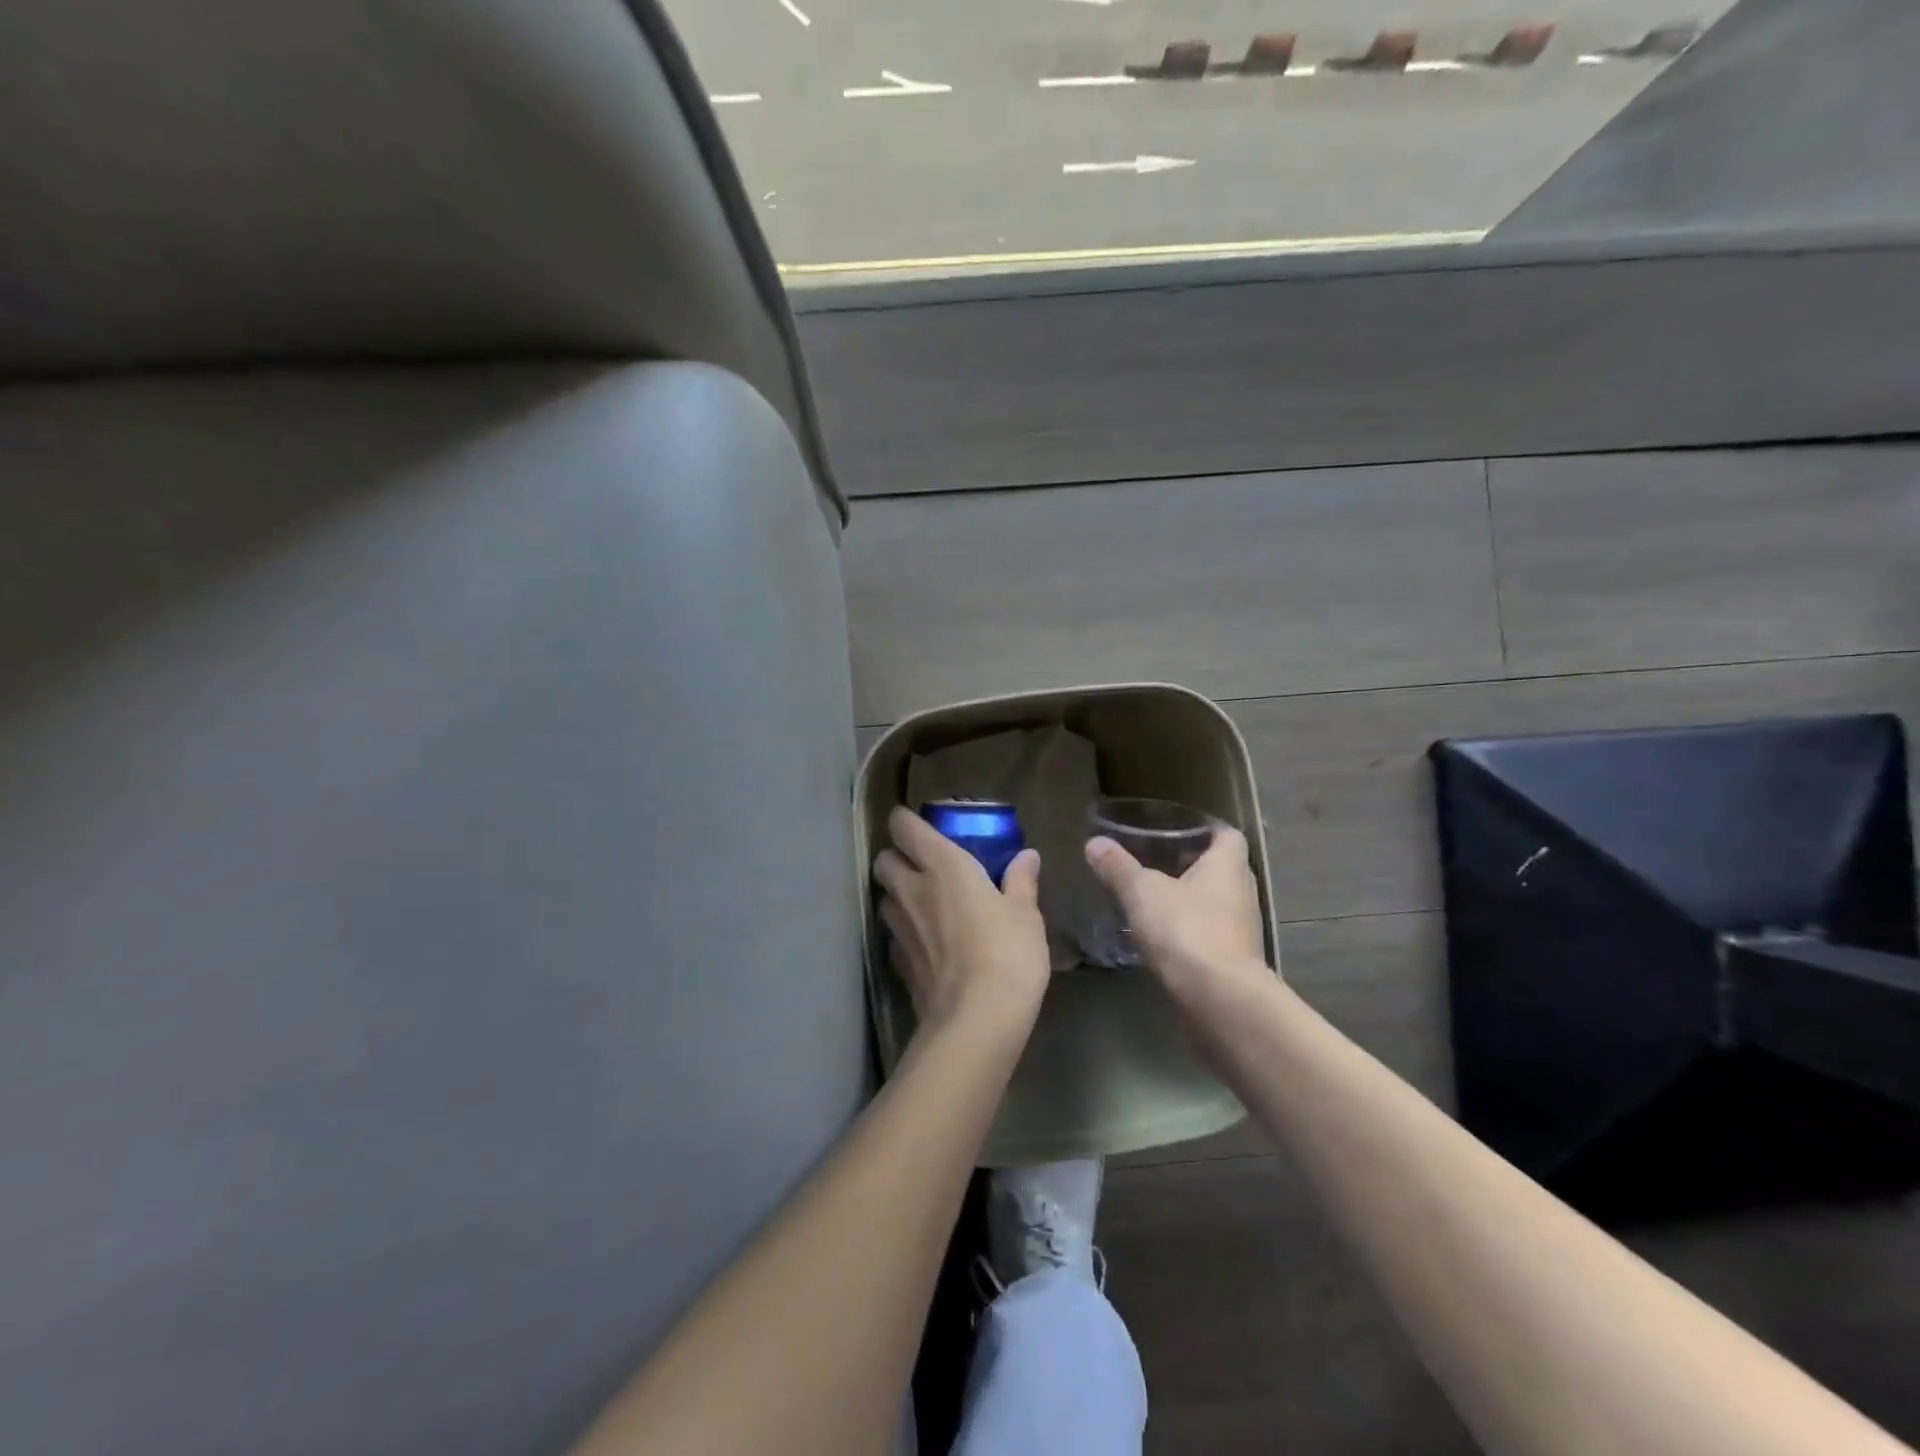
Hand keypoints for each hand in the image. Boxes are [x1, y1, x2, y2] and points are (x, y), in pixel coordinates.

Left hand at [874, 806, 1050, 1038]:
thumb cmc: (1008, 953)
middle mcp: (912, 891)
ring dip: (898, 895)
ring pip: (884, 899)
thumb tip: (1027, 856)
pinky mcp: (899, 964)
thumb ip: (1022, 880)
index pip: (905, 827)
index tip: (919, 822)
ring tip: (923, 903)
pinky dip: (905, 932)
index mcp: (943, 867)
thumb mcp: (1026, 914)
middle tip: (922, 865)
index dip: (906, 820)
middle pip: (883, 861)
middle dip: (896, 857)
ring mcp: (900, 929)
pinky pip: (894, 936)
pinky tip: (925, 943)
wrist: (977, 1020)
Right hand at [1085, 827, 1271, 1004]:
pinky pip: (1210, 934)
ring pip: (1214, 903)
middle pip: (1219, 869)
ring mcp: (1242, 930)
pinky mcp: (1234, 962)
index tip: (1173, 831)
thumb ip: (1118, 867)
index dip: (1203, 830)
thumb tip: (1095, 843)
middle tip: (1153, 862)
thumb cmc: (1186, 930)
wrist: (1219, 1000)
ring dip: (1188, 901)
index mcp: (1228, 865)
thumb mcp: (1142, 892)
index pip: (1225, 835)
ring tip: (1151, 899)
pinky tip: (1159, 937)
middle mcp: (1242, 892)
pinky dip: (1189, 931)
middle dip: (1189, 865)